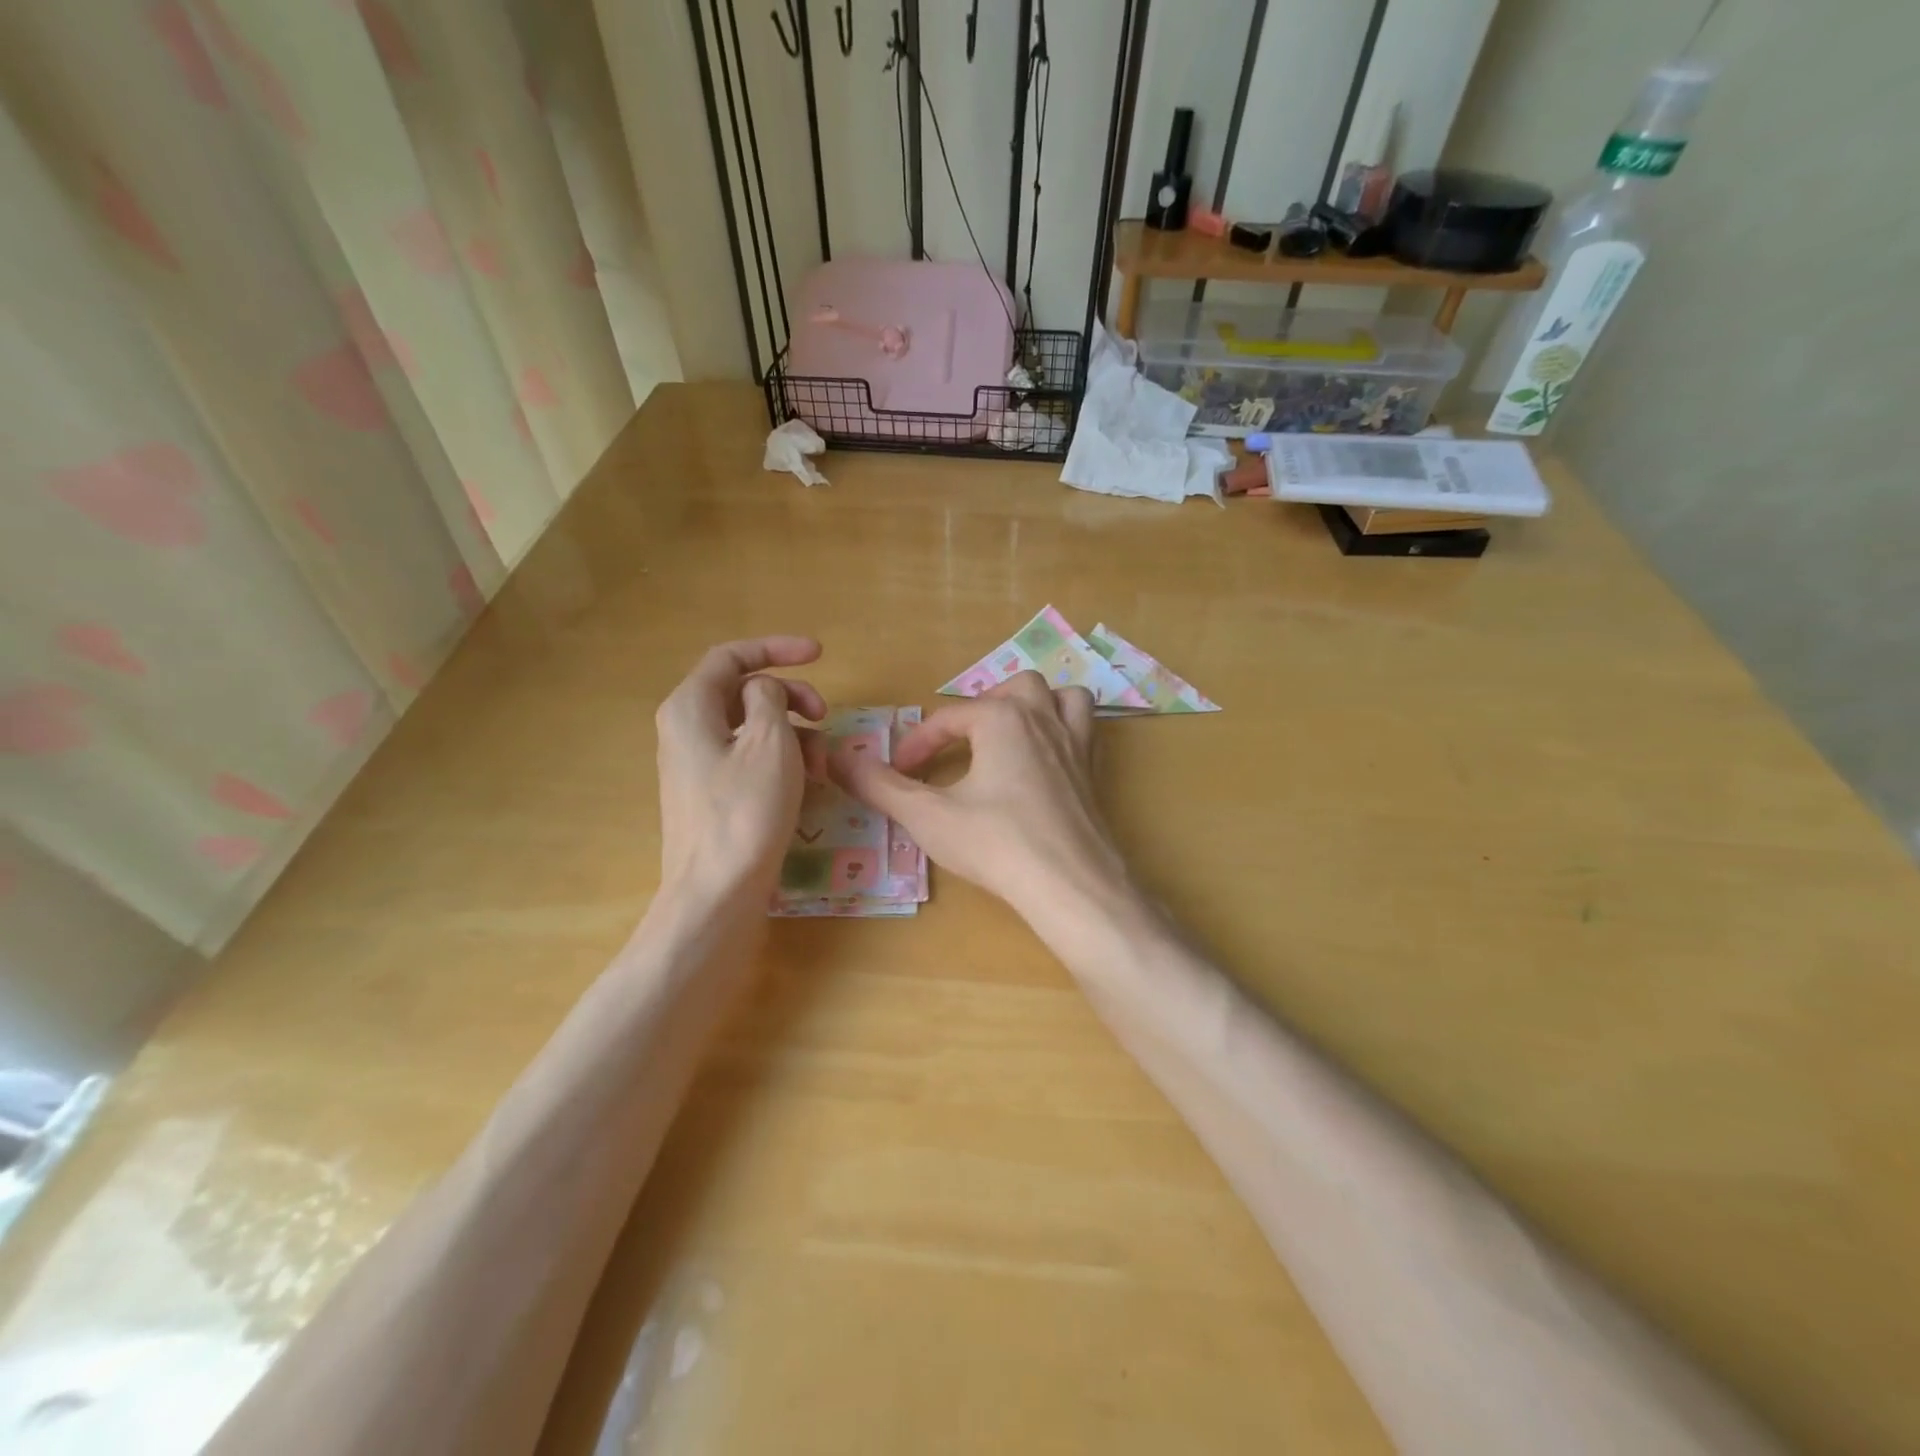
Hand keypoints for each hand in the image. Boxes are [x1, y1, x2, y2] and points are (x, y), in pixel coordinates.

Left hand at [655, 636, 825, 901]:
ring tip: (824, 763)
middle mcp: (686, 730)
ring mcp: (697, 766)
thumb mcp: (770, 741)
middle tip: (825, 715)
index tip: (820, 655)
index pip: (731, 657)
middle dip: (790, 697)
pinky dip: (781, 761)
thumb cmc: (746, 810)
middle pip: (743, 692)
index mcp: (690, 707)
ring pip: (751, 729)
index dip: (777, 648)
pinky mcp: (712, 796)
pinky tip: (808, 783)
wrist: (716, 892)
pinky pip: (749, 760)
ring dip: (793, 734)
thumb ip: (770, 698)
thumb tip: (763, 692)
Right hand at [831, 672, 1131, 930]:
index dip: (918, 743)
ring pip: (1060, 697)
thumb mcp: (928, 816)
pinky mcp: (1094, 773)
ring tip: (1009, 734)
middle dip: (980, 708)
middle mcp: (1043, 719)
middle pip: (1011, 689)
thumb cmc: (996, 844)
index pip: (949, 718)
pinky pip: (1085, 729)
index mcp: (1002, 719)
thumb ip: (881, 786)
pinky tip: (1045, 761)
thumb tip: (836, 758)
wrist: (1070, 885)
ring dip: (1034, 705)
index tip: (899, 772)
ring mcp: (1076, 744)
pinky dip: (1065, 729)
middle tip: (960, 743)